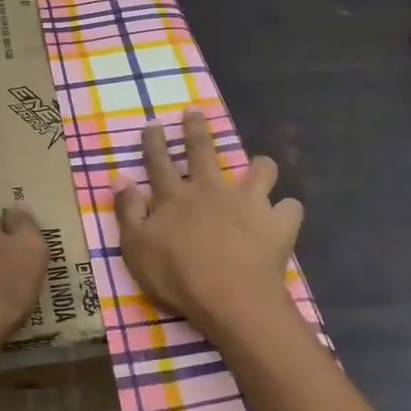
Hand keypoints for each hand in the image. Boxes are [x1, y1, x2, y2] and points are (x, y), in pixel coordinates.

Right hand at [113, 108, 302, 336]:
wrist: (230, 299)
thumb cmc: (177, 277)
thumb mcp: (135, 248)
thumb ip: (128, 212)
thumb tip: (120, 179)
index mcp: (175, 197)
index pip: (159, 161)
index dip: (154, 141)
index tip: (153, 123)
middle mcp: (212, 189)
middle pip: (203, 150)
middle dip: (196, 128)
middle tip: (195, 111)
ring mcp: (248, 202)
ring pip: (260, 169)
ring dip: (259, 166)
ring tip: (259, 168)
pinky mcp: (277, 222)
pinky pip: (289, 208)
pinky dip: (285, 212)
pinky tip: (282, 219)